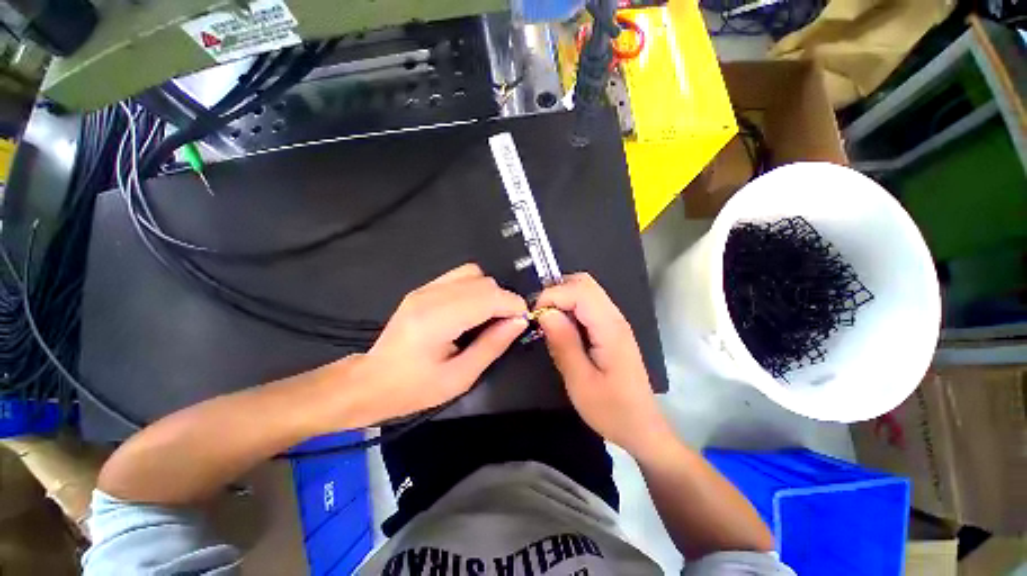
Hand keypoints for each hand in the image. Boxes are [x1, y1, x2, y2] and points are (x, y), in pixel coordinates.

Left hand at [347, 264, 527, 425]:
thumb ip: (492, 345)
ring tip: (490, 316)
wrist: (371, 381)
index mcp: (437, 320)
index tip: (523, 320)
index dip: (513, 305)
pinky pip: (460, 275)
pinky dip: (476, 287)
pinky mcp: (423, 288)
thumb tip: (519, 321)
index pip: (488, 297)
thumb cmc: (414, 388)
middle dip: (504, 299)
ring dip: (490, 292)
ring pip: (474, 273)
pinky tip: (473, 308)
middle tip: (507, 324)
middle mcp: (430, 296)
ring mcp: (425, 288)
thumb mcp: (460, 377)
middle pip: (484, 282)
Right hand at [537, 273, 670, 455]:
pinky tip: (561, 328)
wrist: (641, 427)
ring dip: (562, 298)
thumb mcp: (580, 381)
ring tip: (547, 322)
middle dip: (556, 292)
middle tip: (540, 316)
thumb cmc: (611, 410)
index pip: (579, 291)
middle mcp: (615, 316)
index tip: (534, 317)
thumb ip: (563, 343)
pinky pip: (587, 304)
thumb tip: (545, 313)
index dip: (552, 296)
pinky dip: (569, 307)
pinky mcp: (611, 328)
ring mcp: (615, 321)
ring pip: (585, 290)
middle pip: (584, 283)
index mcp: (609, 327)